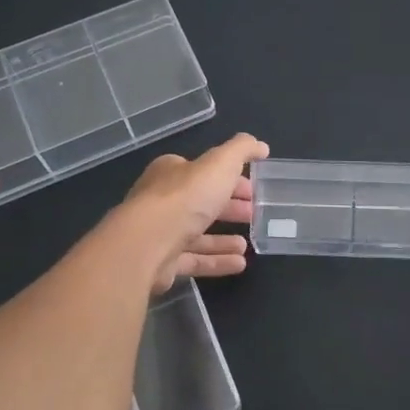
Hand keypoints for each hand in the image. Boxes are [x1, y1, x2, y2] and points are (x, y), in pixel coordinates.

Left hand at [121, 134, 268, 293]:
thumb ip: (241, 150)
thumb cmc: (185, 197)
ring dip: (223, 239)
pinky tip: (240, 264)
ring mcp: (160, 233)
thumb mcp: (220, 163)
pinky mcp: (162, 262)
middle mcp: (162, 200)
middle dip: (229, 208)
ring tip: (247, 245)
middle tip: (253, 215)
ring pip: (197, 235)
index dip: (230, 179)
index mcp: (171, 172)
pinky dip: (217, 261)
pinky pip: (194, 260)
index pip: (203, 173)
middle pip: (201, 203)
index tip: (253, 190)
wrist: (148, 243)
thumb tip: (261, 145)